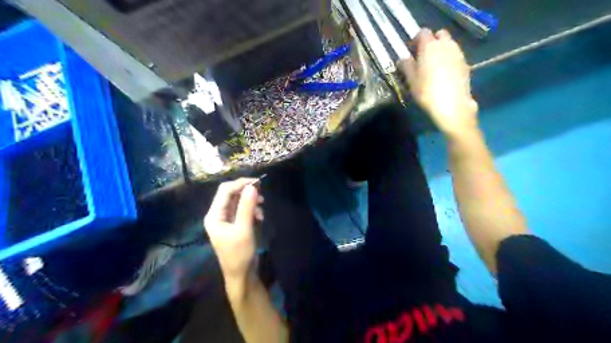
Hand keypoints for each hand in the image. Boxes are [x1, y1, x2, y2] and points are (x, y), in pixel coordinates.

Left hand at [203, 178, 263, 288]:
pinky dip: (251, 210)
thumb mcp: (244, 229)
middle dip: (246, 192)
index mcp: (214, 215)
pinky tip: (260, 216)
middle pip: (231, 194)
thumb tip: (252, 186)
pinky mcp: (233, 224)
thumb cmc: (240, 254)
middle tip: (262, 194)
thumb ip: (246, 207)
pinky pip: (241, 210)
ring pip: (237, 202)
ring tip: (262, 208)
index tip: (258, 182)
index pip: (225, 191)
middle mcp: (217, 215)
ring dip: (250, 202)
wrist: (241, 275)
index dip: (240, 183)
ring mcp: (225, 220)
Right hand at [400, 28, 478, 137]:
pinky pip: (455, 55)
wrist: (452, 105)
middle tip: (423, 56)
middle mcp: (446, 45)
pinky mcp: (465, 64)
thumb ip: (406, 66)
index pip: (422, 32)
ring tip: (433, 67)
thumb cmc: (427, 92)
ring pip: (449, 44)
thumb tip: (402, 59)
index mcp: (430, 46)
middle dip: (431, 41)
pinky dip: (449, 59)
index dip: (415, 39)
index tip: (411, 51)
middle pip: (439, 34)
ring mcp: (458, 53)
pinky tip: (444, 74)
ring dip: (441, 50)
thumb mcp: (411, 81)